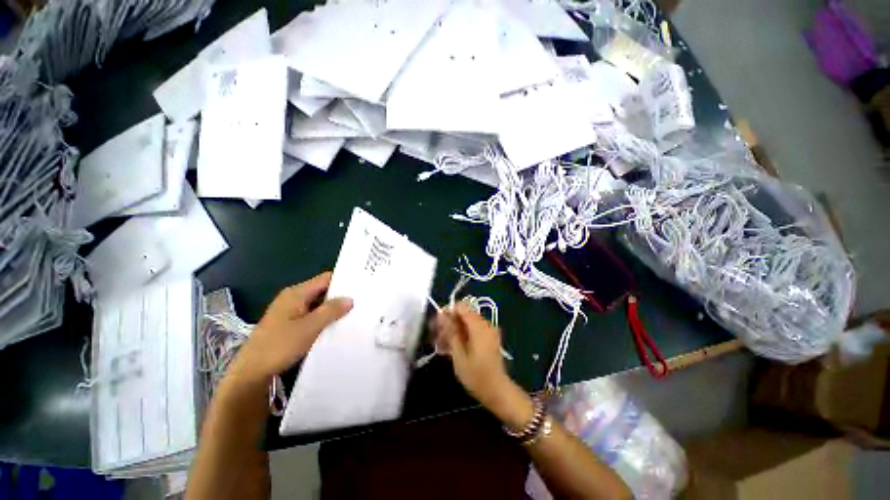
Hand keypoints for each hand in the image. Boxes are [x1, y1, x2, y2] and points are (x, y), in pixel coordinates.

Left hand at [228, 272, 352, 384]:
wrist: (251, 374)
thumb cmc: (278, 347)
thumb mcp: (309, 328)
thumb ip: (330, 311)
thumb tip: (350, 299)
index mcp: (296, 294)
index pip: (325, 279)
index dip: (343, 281)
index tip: (361, 287)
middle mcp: (293, 298)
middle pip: (322, 291)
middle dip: (340, 296)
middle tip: (361, 302)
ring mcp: (290, 312)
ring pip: (318, 304)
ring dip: (333, 309)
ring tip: (354, 314)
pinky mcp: (289, 324)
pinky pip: (312, 315)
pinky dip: (324, 318)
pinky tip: (336, 326)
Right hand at [436, 303, 532, 429]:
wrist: (497, 391)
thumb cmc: (476, 375)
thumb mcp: (458, 354)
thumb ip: (450, 331)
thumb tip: (441, 313)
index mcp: (479, 325)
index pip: (461, 306)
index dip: (448, 312)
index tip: (438, 325)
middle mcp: (485, 323)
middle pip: (463, 314)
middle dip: (449, 322)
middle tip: (437, 337)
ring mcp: (488, 330)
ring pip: (466, 322)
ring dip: (454, 330)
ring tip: (442, 345)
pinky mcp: (488, 338)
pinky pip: (472, 330)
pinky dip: (462, 335)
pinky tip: (452, 348)